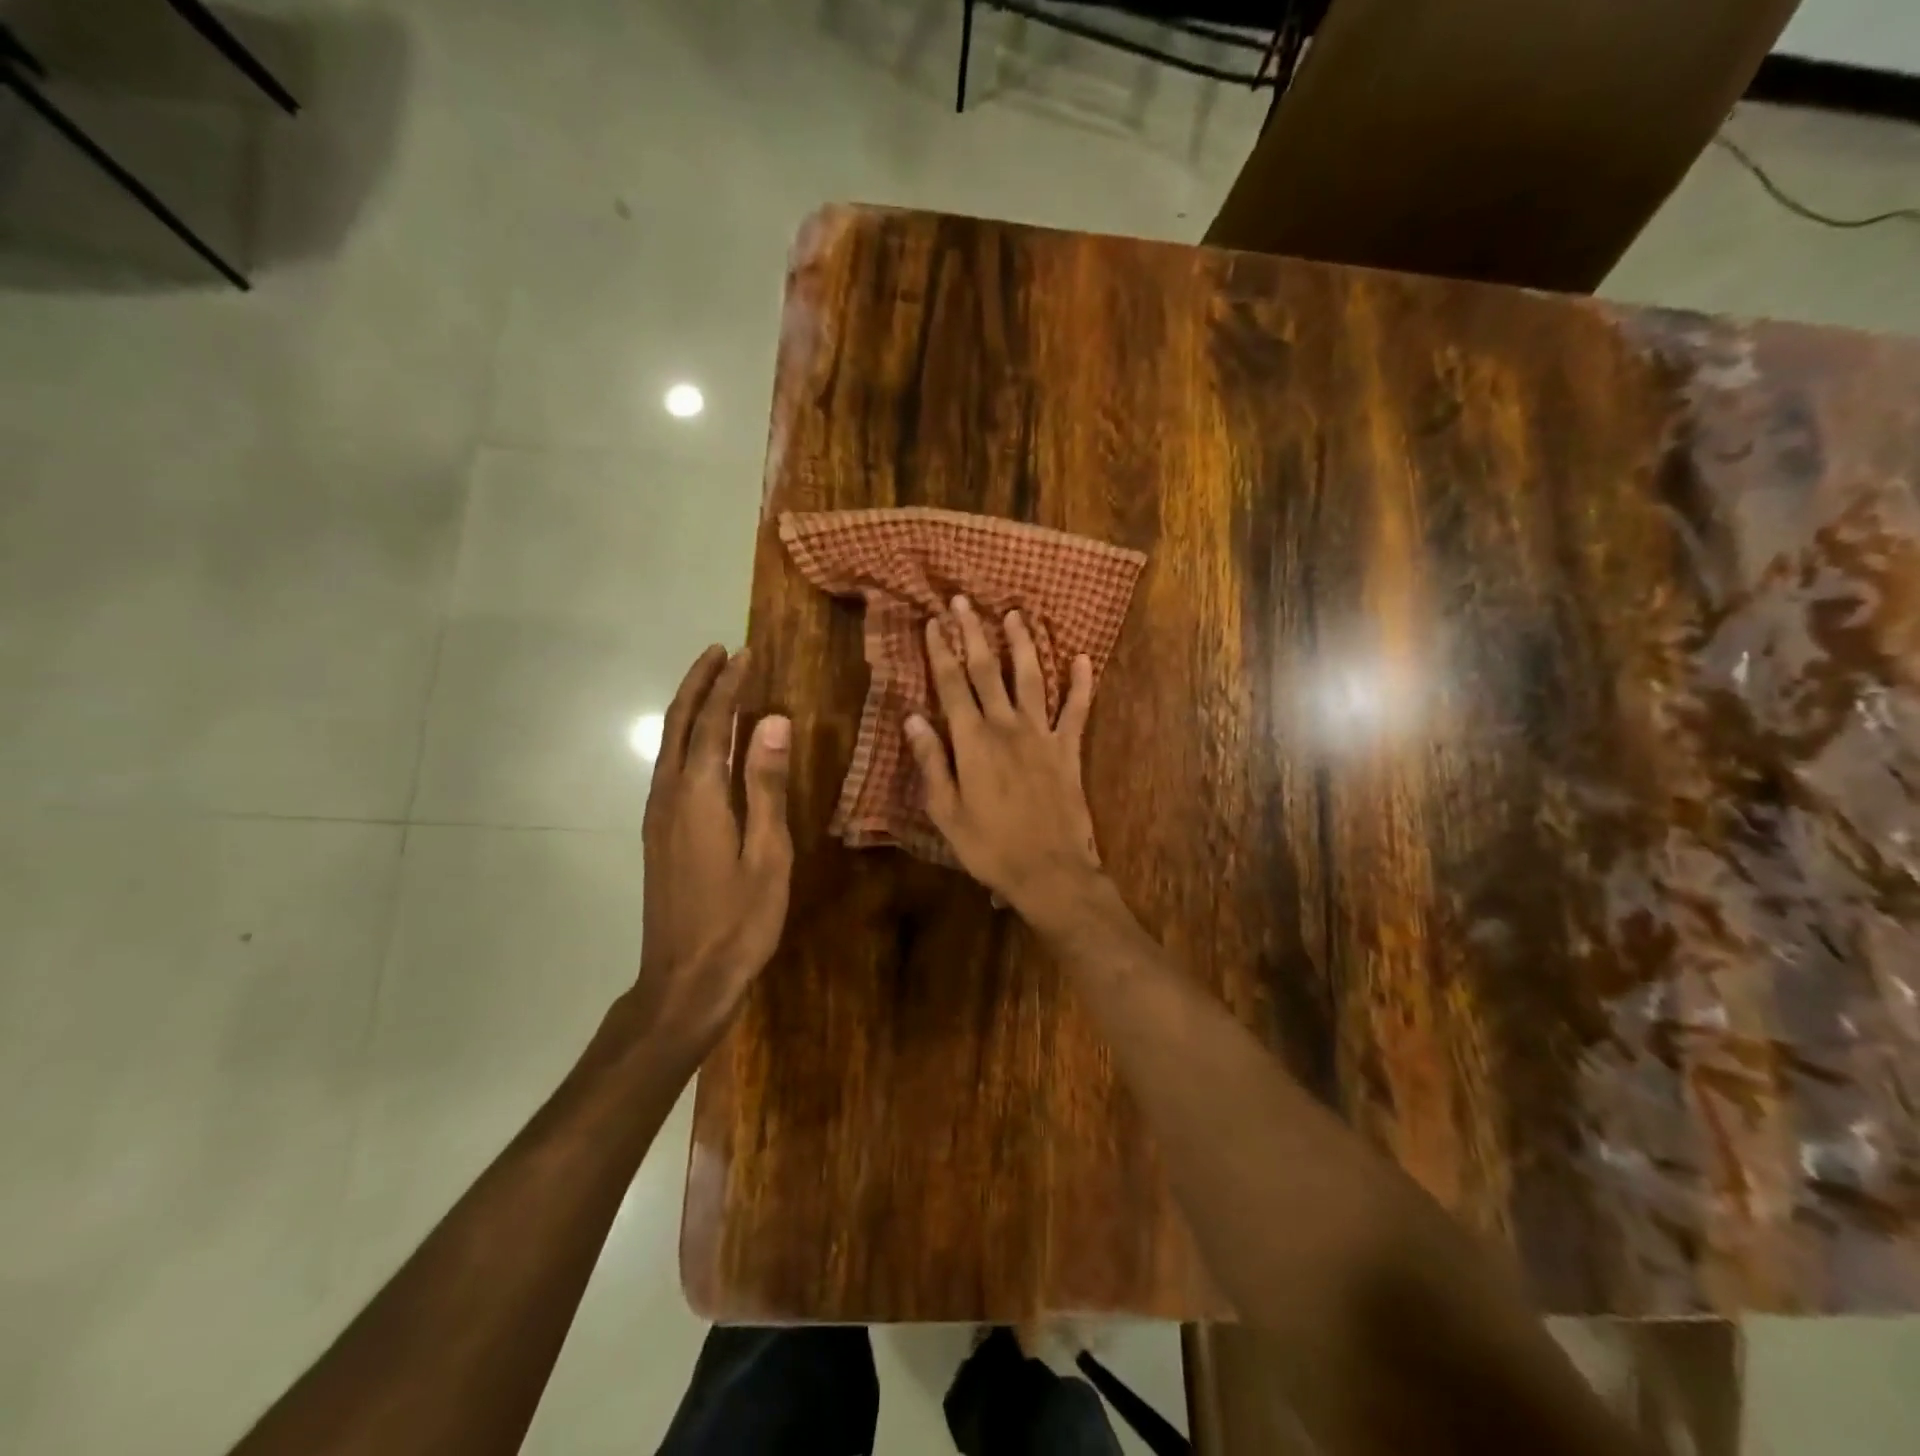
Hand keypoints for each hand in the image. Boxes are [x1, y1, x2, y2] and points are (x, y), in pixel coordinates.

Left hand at [635, 646, 792, 1047]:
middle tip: (719, 652)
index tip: (745, 654)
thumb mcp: (768, 854)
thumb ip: (767, 786)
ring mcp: (658, 817)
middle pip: (678, 725)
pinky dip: (685, 739)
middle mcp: (669, 796)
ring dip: (689, 709)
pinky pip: (669, 768)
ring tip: (713, 685)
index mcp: (699, 796)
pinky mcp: (658, 835)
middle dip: (698, 684)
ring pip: (669, 746)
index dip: (729, 686)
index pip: (713, 724)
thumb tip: (773, 722)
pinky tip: (702, 745)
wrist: (684, 980)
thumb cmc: (739, 921)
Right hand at [904, 596, 1104, 919]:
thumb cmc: (989, 847)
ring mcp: (1043, 735)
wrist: (1049, 872)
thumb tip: (911, 718)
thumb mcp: (946, 811)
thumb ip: (931, 762)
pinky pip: (1078, 710)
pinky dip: (1082, 684)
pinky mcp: (1069, 750)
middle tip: (965, 602)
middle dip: (975, 634)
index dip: (942, 652)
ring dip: (1023, 645)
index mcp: (973, 742)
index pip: (952, 685)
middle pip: (989, 671)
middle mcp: (1008, 727)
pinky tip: (1082, 658)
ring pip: (1032, 678)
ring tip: (1017, 615)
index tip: (934, 622)